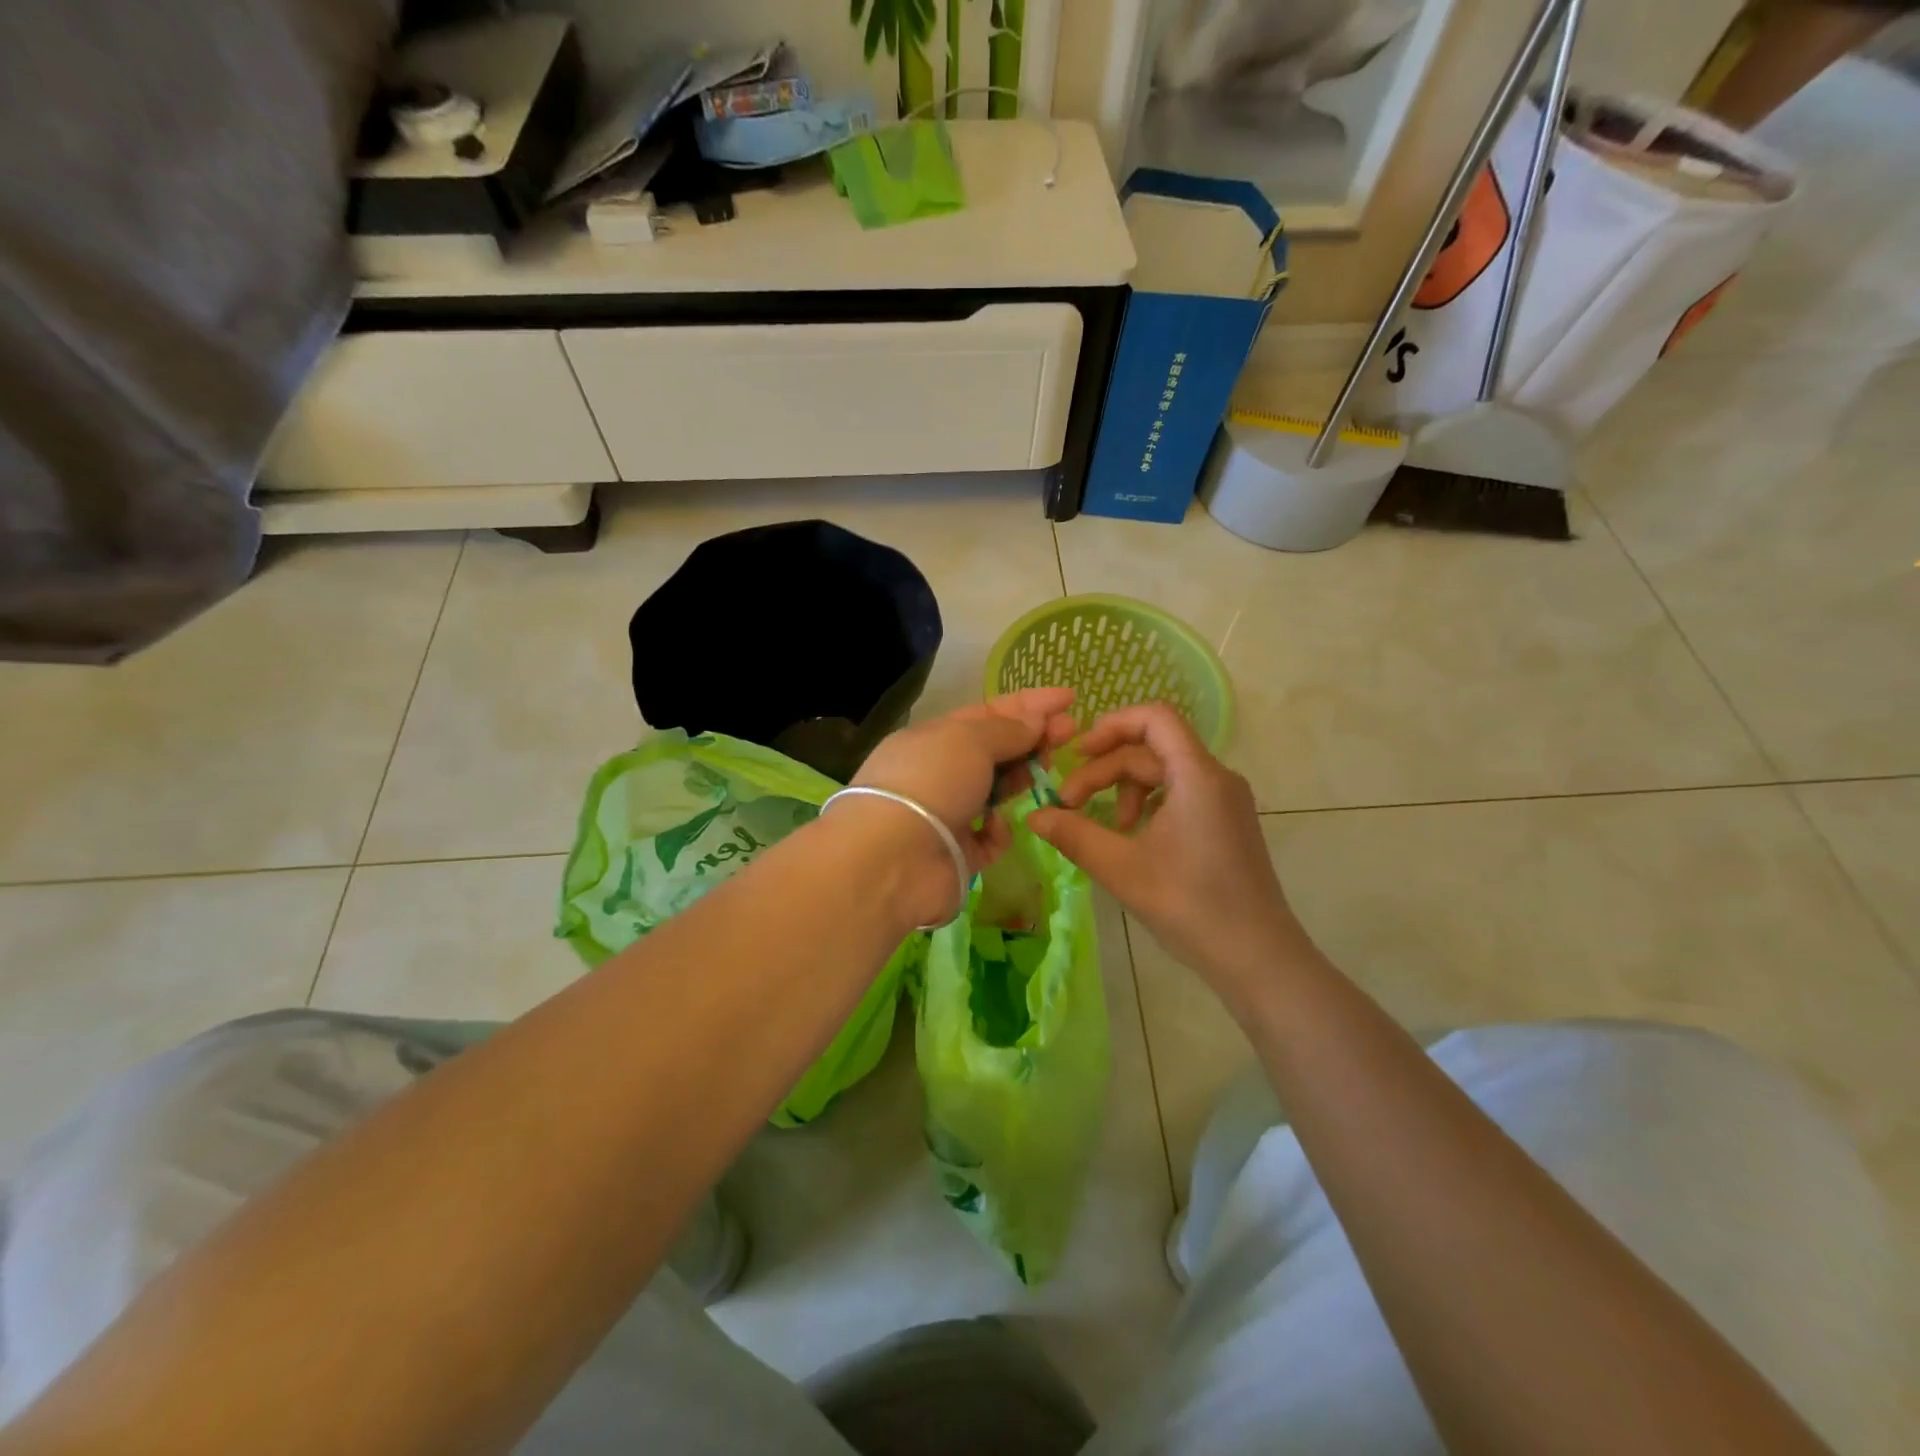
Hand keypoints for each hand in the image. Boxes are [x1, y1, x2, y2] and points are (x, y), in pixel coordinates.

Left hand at [845, 688, 1079, 921]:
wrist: (892, 858)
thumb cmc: (931, 782)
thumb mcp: (970, 740)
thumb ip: (1008, 730)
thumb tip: (1035, 718)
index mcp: (933, 738)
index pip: (986, 714)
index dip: (1028, 704)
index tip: (1069, 699)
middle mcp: (938, 773)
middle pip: (994, 751)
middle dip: (1032, 739)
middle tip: (1071, 733)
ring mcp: (947, 815)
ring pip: (995, 792)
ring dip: (1021, 779)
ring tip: (1048, 772)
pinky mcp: (957, 854)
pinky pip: (989, 838)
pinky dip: (998, 831)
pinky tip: (1000, 826)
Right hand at [1029, 704, 1309, 1006]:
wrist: (1257, 957)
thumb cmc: (1191, 906)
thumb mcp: (1122, 869)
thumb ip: (1074, 835)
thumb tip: (1033, 816)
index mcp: (1198, 776)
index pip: (1155, 718)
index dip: (1111, 725)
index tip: (1076, 753)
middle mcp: (1216, 777)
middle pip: (1151, 749)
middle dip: (1105, 770)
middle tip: (1068, 805)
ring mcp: (1225, 800)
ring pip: (1164, 772)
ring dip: (1124, 789)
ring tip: (1105, 828)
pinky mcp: (1226, 822)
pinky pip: (1180, 794)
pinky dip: (1148, 805)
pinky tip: (1131, 837)